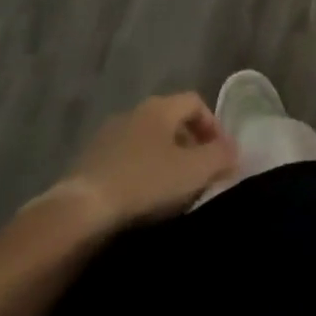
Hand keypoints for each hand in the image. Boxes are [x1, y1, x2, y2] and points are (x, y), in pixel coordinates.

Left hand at [33, 93, 238, 235]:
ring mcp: (107, 137)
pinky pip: (124, 162)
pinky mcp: (87, 164)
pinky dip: (138, 175)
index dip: (212, 126)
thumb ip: (220, 157)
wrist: (81, 213)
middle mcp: (133, 112)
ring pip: (146, 142)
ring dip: (162, 161)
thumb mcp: (193, 171)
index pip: (195, 102)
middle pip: (170, 121)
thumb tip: (235, 150)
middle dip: (188, 145)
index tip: (221, 156)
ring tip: (171, 193)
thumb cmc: (145, 183)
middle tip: (199, 175)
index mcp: (160, 107)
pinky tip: (141, 202)